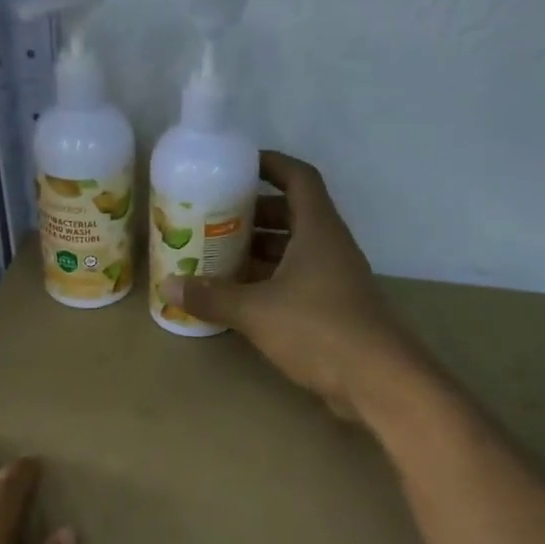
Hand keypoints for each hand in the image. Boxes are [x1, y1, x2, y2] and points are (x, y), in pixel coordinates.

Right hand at [160, 151, 414, 419]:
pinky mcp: (332, 309)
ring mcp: (333, 279)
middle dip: (255, 213)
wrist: (376, 379)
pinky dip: (268, 281)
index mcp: (317, 230)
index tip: (239, 164)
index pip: (298, 178)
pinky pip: (296, 281)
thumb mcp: (256, 311)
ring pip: (293, 251)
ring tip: (219, 256)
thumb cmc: (317, 329)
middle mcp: (329, 247)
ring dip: (260, 250)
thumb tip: (168, 284)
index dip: (271, 164)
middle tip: (215, 217)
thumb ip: (212, 297)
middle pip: (293, 215)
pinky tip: (240, 297)